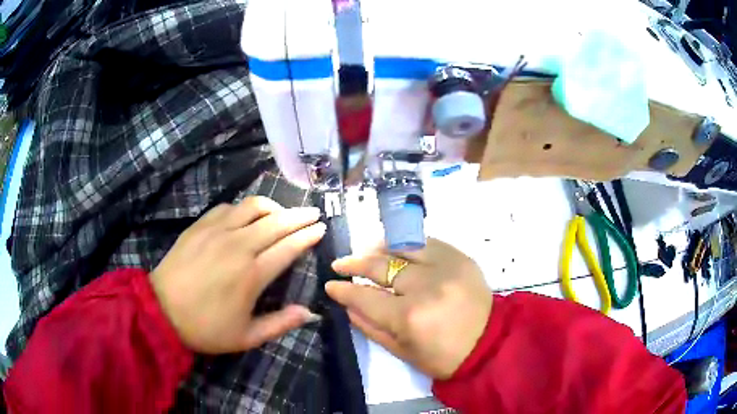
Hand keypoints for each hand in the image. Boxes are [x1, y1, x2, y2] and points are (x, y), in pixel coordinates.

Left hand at [151, 197, 325, 353]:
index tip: (321, 228)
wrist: (162, 310)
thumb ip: (280, 324)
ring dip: (274, 207)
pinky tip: (246, 217)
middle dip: (300, 216)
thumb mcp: (246, 337)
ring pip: (253, 206)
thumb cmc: (206, 328)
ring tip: (282, 214)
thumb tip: (309, 313)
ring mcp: (217, 231)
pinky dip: (244, 209)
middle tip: (313, 213)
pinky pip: (229, 207)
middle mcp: (238, 245)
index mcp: (252, 274)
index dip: (308, 236)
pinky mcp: (200, 225)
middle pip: (277, 222)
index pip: (289, 247)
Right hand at [326, 238, 491, 379]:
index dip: (344, 290)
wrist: (489, 344)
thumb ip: (371, 327)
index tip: (331, 284)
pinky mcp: (460, 258)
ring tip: (365, 249)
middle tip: (340, 264)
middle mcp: (424, 286)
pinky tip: (395, 246)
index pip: (365, 297)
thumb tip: (348, 306)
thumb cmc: (443, 357)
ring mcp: (445, 267)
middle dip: (355, 264)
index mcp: (409, 317)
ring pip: (402, 246)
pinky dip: (407, 243)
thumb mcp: (402, 352)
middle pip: (381, 266)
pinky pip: (427, 242)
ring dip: (378, 247)